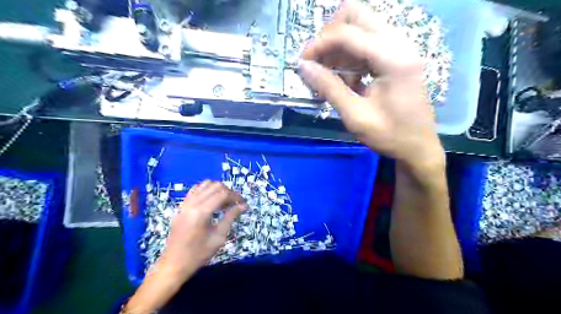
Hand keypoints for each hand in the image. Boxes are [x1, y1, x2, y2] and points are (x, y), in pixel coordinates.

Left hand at [163, 181, 247, 275]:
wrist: (174, 264)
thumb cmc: (199, 253)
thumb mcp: (219, 237)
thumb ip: (231, 217)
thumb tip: (243, 206)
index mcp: (201, 212)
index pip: (223, 194)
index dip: (236, 196)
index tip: (243, 204)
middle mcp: (192, 203)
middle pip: (215, 186)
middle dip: (228, 192)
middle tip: (235, 204)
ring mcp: (185, 204)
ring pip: (205, 185)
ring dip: (217, 190)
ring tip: (224, 202)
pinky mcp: (181, 206)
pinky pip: (195, 190)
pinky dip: (206, 191)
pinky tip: (211, 201)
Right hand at [300, 0, 444, 167]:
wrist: (418, 147)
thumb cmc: (390, 135)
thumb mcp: (355, 115)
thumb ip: (329, 88)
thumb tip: (304, 67)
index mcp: (393, 58)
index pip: (347, 33)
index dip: (319, 44)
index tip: (302, 63)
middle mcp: (399, 44)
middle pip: (356, 15)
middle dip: (330, 36)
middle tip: (318, 62)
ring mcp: (399, 48)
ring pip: (360, 27)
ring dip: (339, 49)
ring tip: (330, 78)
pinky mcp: (396, 56)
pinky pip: (366, 43)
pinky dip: (350, 57)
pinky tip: (347, 81)